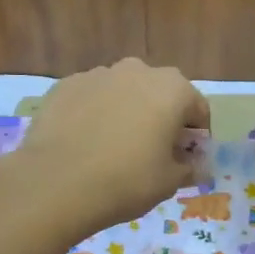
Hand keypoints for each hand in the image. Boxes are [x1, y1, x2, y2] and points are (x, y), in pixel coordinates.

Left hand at [12, 59, 209, 235]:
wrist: (56, 182)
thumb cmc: (126, 180)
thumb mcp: (169, 182)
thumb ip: (189, 168)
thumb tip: (195, 166)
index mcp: (172, 89)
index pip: (198, 108)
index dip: (197, 136)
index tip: (189, 158)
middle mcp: (137, 71)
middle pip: (160, 93)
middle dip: (163, 118)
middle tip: (155, 151)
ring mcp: (97, 74)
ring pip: (124, 92)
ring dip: (128, 112)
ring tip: (116, 147)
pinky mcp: (65, 85)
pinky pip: (91, 98)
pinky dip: (95, 114)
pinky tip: (86, 142)